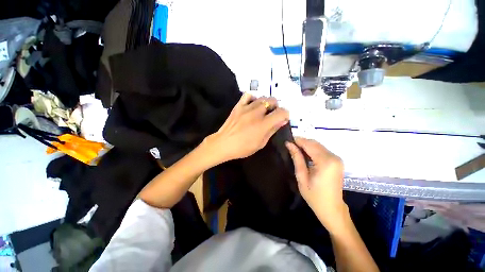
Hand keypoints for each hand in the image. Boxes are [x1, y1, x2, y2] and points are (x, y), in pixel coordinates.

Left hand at [204, 93, 288, 162]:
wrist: (223, 144)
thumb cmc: (243, 147)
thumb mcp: (261, 143)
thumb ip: (272, 130)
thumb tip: (282, 121)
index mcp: (263, 124)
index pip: (281, 112)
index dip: (285, 114)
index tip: (283, 118)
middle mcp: (256, 113)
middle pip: (272, 101)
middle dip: (276, 107)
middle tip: (273, 114)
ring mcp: (246, 108)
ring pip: (262, 97)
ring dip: (266, 103)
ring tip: (264, 110)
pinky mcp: (238, 106)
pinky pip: (247, 95)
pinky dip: (253, 97)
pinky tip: (253, 104)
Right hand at [286, 137, 347, 232]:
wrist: (332, 209)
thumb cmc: (314, 196)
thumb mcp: (302, 177)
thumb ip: (296, 158)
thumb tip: (289, 144)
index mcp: (325, 162)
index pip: (309, 145)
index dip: (298, 140)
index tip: (287, 140)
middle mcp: (334, 157)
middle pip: (314, 143)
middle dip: (301, 142)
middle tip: (290, 145)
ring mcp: (337, 159)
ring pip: (318, 145)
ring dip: (306, 145)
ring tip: (295, 149)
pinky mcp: (337, 161)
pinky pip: (322, 150)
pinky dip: (312, 149)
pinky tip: (304, 153)